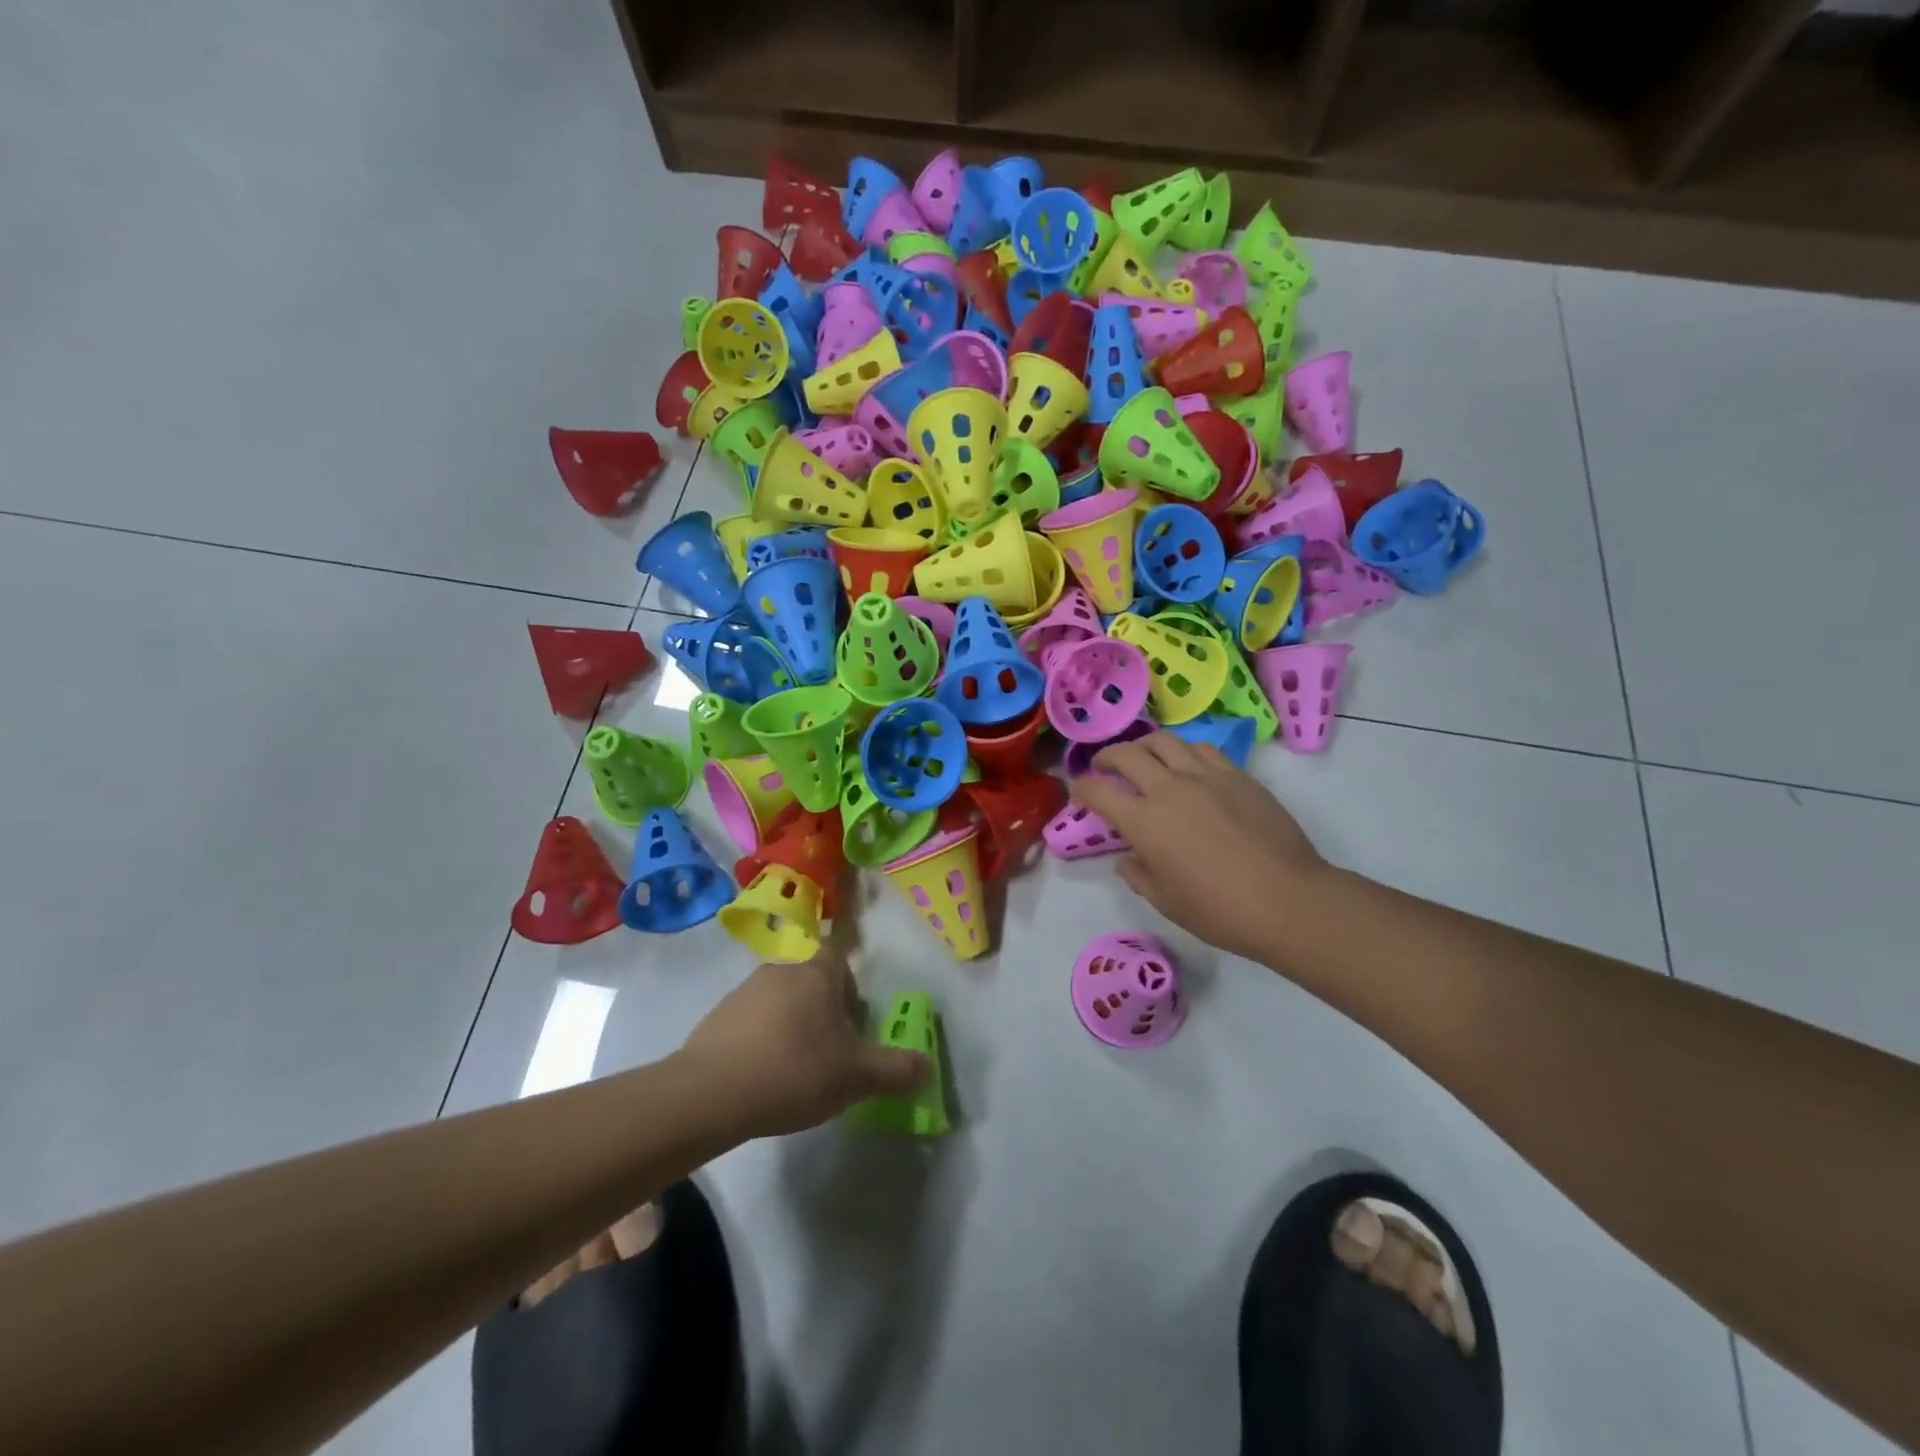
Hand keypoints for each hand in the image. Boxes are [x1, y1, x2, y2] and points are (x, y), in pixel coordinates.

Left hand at [678, 958, 928, 1139]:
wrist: (710, 1093)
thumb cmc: (794, 1071)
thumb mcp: (856, 1077)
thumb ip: (896, 1069)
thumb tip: (927, 1065)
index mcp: (819, 973)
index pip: (840, 948)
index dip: (851, 971)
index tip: (855, 1004)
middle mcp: (783, 969)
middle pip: (813, 977)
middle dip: (827, 1004)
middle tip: (836, 1045)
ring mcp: (746, 990)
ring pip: (782, 998)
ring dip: (794, 1020)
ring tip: (799, 1065)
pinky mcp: (718, 1016)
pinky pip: (752, 1019)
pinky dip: (763, 1037)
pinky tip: (765, 1074)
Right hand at [1072, 732, 1330, 963]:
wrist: (1288, 900)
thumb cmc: (1219, 910)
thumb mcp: (1166, 901)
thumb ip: (1138, 874)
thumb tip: (1129, 859)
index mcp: (1144, 821)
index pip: (1099, 791)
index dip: (1082, 789)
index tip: (1079, 795)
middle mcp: (1170, 788)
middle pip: (1127, 754)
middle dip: (1107, 757)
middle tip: (1103, 766)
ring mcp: (1206, 776)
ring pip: (1165, 741)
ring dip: (1145, 747)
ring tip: (1144, 758)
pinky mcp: (1238, 776)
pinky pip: (1202, 750)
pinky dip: (1184, 753)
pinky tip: (1187, 767)